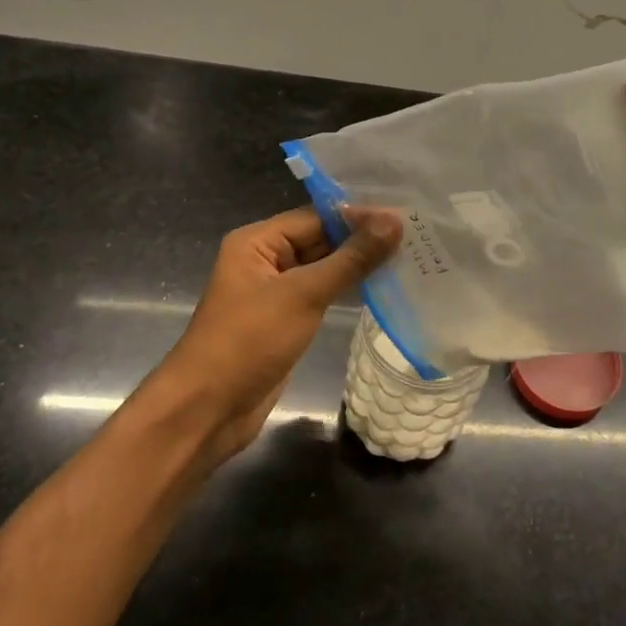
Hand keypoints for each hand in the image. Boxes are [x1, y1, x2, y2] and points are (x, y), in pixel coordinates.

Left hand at [144, 207, 400, 465]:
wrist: (209, 409)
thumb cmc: (250, 341)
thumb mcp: (304, 294)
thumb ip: (351, 258)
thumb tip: (394, 221)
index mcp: (258, 242)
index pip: (317, 216)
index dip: (360, 216)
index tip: (406, 216)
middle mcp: (265, 260)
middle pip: (321, 239)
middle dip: (363, 239)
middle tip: (416, 236)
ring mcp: (276, 292)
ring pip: (325, 268)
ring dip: (360, 265)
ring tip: (409, 257)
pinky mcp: (286, 320)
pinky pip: (322, 294)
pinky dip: (349, 289)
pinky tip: (383, 287)